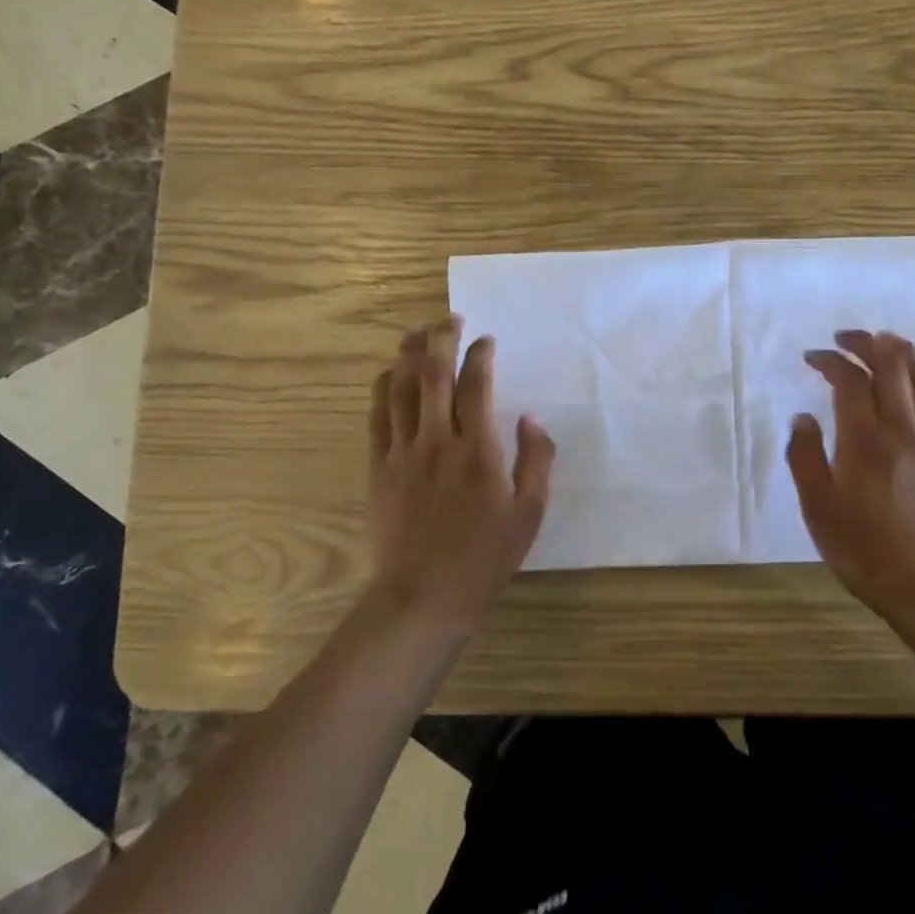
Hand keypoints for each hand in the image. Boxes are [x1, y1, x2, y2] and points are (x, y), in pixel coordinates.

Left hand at [368, 317, 555, 628]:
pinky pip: (377, 416)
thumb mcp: (530, 512)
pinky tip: (388, 375)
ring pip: (400, 388)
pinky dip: (382, 389)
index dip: (480, 355)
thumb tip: (529, 418)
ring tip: (416, 333)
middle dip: (441, 338)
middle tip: (448, 318)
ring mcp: (403, 452)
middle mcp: (438, 440)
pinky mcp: (379, 468)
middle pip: (434, 374)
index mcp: (478, 449)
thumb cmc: (485, 556)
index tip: (486, 340)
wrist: (424, 595)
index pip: (477, 385)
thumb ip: (536, 459)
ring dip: (408, 355)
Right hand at [786, 330, 914, 626]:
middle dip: (867, 342)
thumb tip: (804, 417)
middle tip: (845, 337)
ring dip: (902, 349)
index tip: (812, 357)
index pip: (850, 380)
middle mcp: (902, 429)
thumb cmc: (865, 550)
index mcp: (864, 440)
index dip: (831, 360)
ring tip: (884, 338)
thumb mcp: (818, 508)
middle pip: (891, 366)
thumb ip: (805, 457)